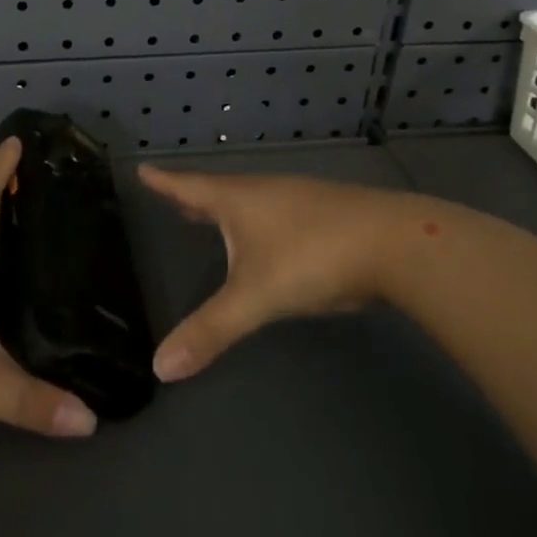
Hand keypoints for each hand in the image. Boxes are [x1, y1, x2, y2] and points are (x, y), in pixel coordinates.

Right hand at [140, 167, 444, 381]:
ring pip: (252, 201)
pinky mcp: (327, 213)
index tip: (141, 168)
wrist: (395, 243)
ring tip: (213, 218)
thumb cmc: (311, 258)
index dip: (164, 182)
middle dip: (194, 197)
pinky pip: (278, 213)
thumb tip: (159, 367)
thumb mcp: (255, 297)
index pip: (189, 187)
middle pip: (219, 191)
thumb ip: (210, 331)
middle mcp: (264, 191)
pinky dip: (260, 221)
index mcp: (238, 200)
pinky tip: (270, 237)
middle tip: (172, 196)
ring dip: (228, 209)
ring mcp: (299, 199)